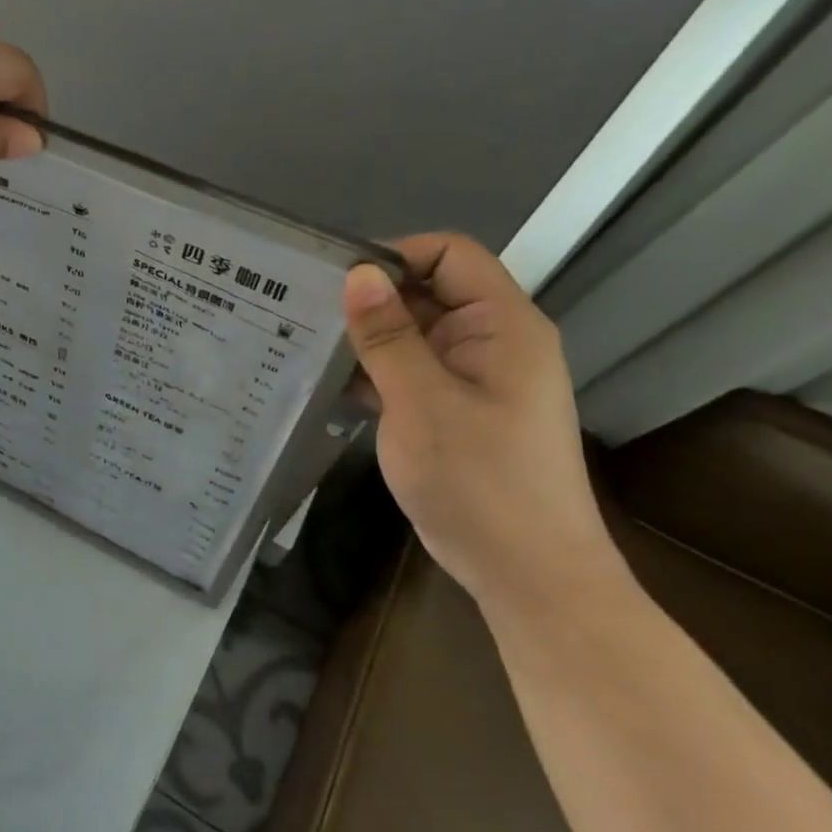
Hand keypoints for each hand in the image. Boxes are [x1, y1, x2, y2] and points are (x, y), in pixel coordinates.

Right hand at [342, 234, 616, 608]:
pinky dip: (375, 372)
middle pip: (429, 291)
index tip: (337, 281)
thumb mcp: (422, 404)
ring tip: (305, 343)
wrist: (529, 577)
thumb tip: (358, 273)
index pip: (450, 254)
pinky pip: (411, 371)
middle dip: (371, 299)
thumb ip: (388, 335)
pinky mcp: (456, 410)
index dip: (395, 255)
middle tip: (303, 312)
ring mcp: (474, 378)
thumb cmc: (481, 485)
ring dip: (367, 339)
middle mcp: (491, 341)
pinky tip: (329, 385)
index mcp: (502, 326)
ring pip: (414, 334)